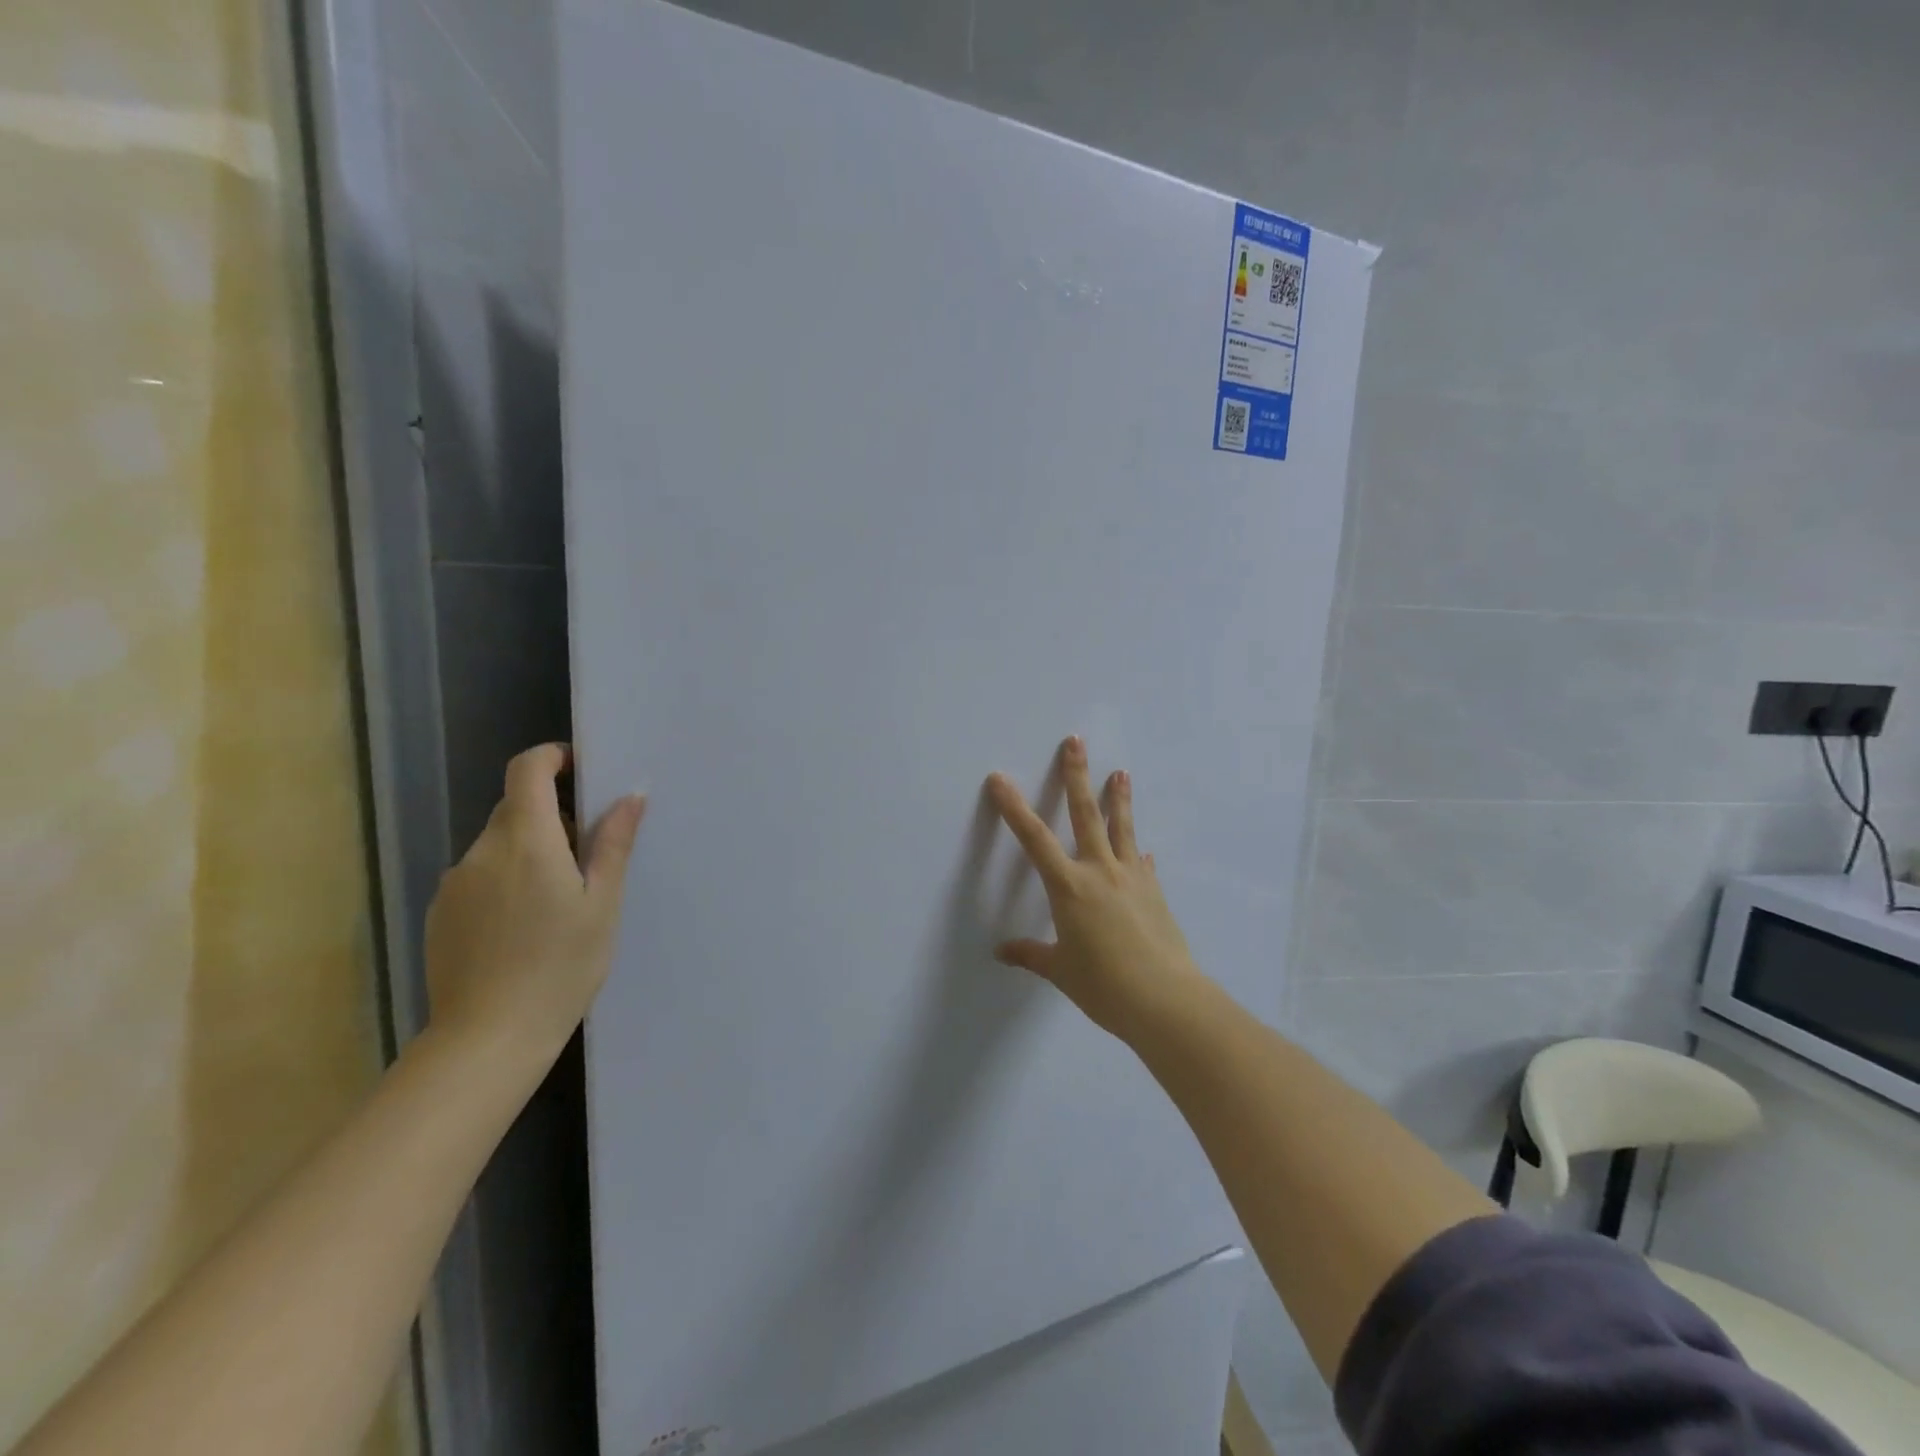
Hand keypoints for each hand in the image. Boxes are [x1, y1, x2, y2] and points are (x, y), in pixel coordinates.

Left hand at [424, 743, 645, 1067]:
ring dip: (530, 850)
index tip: (581, 770)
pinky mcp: (442, 912)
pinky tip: (524, 926)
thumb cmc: (561, 967)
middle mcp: (482, 851)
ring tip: (558, 901)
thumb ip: (612, 844)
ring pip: (499, 844)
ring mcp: (455, 882)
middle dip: (552, 815)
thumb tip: (630, 795)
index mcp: (527, 842)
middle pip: (516, 808)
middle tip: (587, 857)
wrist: (488, 1039)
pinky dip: (506, 879)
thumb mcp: (602, 904)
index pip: (527, 770)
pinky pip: (480, 875)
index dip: (552, 758)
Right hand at [985, 736, 1208, 1040]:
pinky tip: (1142, 849)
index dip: (1013, 807)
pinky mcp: (1154, 891)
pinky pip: (1143, 863)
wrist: (1165, 1000)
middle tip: (1076, 741)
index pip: (1034, 839)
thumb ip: (1032, 955)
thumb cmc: (1104, 986)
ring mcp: (1132, 877)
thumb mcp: (1061, 970)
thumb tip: (1002, 951)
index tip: (999, 779)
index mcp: (1069, 887)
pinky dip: (1138, 852)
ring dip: (1119, 798)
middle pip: (1085, 814)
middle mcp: (1100, 871)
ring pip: (1122, 828)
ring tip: (1121, 772)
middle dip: (1077, 776)